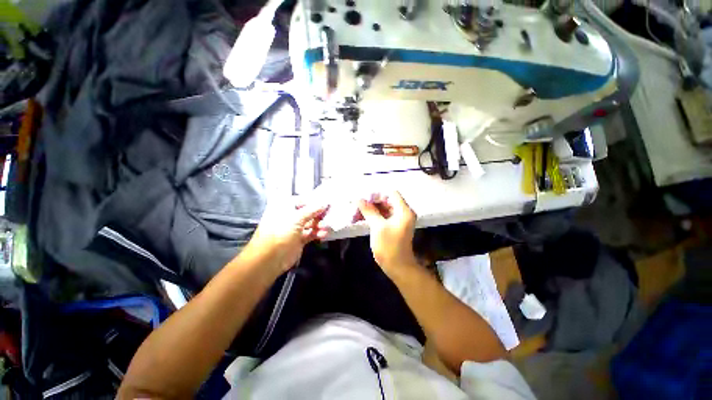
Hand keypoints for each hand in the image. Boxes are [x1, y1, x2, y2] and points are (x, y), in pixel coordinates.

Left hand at [246, 201, 328, 273]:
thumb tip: (325, 203)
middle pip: (308, 212)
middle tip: (330, 215)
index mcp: (284, 206)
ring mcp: (294, 228)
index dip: (315, 201)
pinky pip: (311, 233)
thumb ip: (312, 210)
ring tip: (326, 226)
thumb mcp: (296, 218)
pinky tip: (324, 234)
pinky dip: (317, 233)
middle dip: (319, 214)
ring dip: (319, 224)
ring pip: (310, 223)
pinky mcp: (299, 239)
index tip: (327, 202)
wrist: (269, 259)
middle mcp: (289, 216)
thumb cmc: (280, 232)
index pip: (302, 200)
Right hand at [357, 191, 417, 273]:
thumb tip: (358, 199)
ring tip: (356, 214)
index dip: (377, 194)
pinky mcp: (394, 226)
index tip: (364, 199)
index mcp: (403, 210)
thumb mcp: (377, 226)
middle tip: (357, 207)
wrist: (398, 267)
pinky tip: (361, 219)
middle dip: (371, 203)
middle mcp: (403, 212)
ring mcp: (398, 220)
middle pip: (386, 201)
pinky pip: (383, 216)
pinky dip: (373, 217)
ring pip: (382, 209)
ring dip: (370, 210)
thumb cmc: (389, 246)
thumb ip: (369, 211)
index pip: (391, 193)